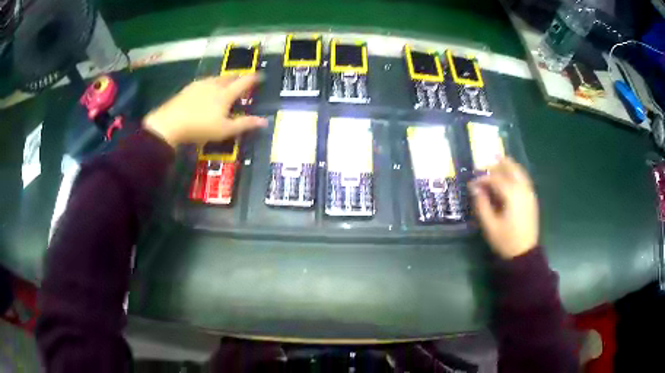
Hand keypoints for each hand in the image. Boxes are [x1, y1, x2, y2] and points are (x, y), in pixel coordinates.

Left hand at [143, 74, 267, 147]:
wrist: (170, 123)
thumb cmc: (200, 127)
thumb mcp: (225, 130)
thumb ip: (244, 124)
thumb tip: (265, 121)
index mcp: (226, 94)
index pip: (244, 82)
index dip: (254, 78)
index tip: (261, 76)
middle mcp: (214, 85)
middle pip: (229, 77)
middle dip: (238, 77)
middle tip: (242, 80)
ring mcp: (200, 85)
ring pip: (216, 78)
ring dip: (223, 79)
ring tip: (225, 83)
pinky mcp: (188, 88)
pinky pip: (203, 82)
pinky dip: (210, 83)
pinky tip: (205, 89)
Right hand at [468, 157, 538, 258]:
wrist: (525, 254)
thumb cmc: (506, 241)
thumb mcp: (489, 225)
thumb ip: (481, 204)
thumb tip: (474, 188)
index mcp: (512, 195)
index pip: (495, 178)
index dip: (482, 178)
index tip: (471, 183)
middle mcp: (523, 189)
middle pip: (510, 167)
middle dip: (495, 165)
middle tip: (482, 168)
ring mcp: (529, 192)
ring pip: (518, 170)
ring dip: (506, 166)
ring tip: (493, 165)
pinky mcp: (531, 197)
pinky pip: (523, 178)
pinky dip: (514, 173)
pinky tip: (506, 177)